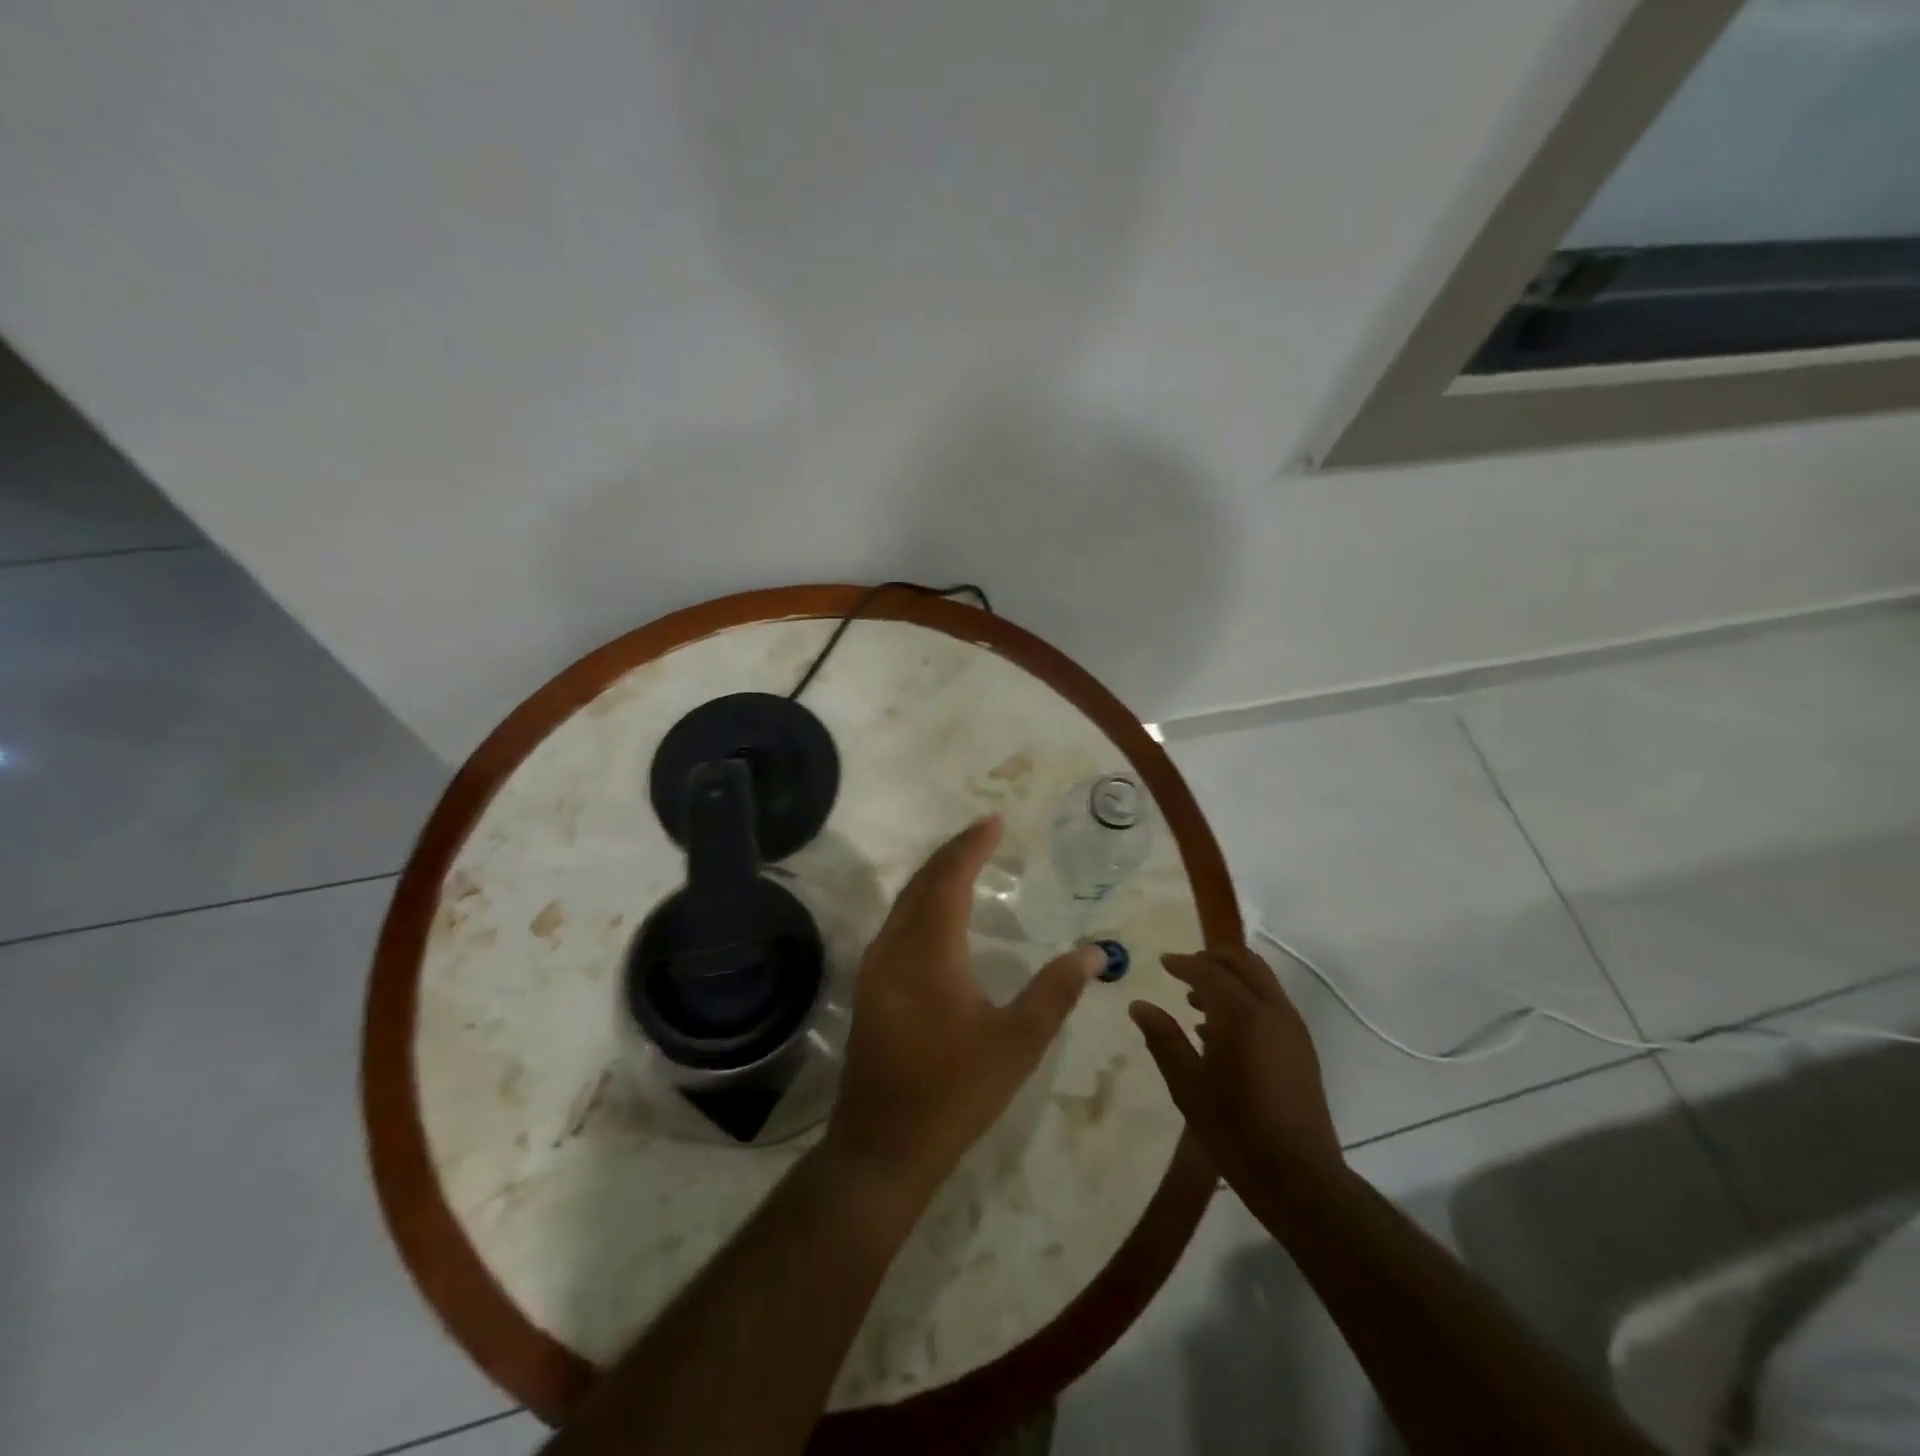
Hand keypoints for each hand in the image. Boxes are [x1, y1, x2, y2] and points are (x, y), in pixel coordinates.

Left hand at [825, 815, 1104, 1202]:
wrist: (883, 1145)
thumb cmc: (955, 1092)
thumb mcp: (1017, 1043)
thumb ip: (1056, 991)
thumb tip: (1093, 952)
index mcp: (929, 951)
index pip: (949, 879)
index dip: (971, 846)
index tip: (994, 822)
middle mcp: (894, 947)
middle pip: (922, 882)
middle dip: (952, 852)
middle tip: (983, 833)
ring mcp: (875, 967)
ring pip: (904, 902)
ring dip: (934, 875)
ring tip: (965, 861)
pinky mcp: (870, 986)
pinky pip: (896, 923)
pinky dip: (920, 901)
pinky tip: (938, 913)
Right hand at [1131, 947, 1343, 1204]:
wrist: (1300, 1178)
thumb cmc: (1235, 1130)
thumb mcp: (1188, 1086)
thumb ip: (1163, 1039)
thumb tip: (1139, 1005)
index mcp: (1242, 1015)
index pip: (1209, 971)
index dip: (1183, 963)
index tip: (1162, 962)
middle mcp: (1272, 1011)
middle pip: (1244, 963)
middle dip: (1213, 958)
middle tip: (1184, 968)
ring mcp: (1292, 1029)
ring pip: (1261, 981)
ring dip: (1230, 978)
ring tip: (1196, 998)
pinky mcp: (1302, 1049)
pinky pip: (1271, 1004)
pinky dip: (1246, 998)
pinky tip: (1220, 1030)